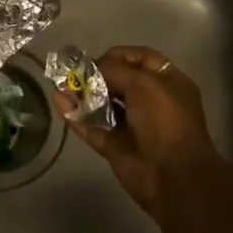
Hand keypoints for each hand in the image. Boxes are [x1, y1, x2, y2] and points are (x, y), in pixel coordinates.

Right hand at [58, 46, 221, 215]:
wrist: (172, 177)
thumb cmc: (164, 120)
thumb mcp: (142, 83)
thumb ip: (114, 70)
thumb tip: (92, 68)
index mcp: (168, 83)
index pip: (142, 58)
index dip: (120, 54)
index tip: (98, 57)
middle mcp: (151, 101)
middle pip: (120, 81)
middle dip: (97, 74)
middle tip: (74, 71)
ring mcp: (133, 126)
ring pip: (104, 104)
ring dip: (83, 94)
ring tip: (60, 83)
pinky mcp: (116, 147)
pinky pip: (93, 127)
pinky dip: (76, 116)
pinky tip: (59, 102)